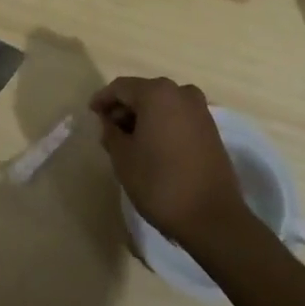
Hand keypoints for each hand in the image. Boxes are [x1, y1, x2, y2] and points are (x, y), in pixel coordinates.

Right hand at [89, 76, 249, 248]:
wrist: (213, 218)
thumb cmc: (160, 183)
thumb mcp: (123, 158)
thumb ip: (111, 133)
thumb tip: (109, 122)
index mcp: (156, 93)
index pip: (121, 88)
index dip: (103, 99)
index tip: (91, 113)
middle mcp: (180, 92)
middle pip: (143, 93)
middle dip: (124, 109)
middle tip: (108, 131)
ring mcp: (199, 110)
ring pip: (162, 105)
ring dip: (143, 118)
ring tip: (129, 142)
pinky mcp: (211, 129)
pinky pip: (178, 117)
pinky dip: (162, 125)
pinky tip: (153, 147)